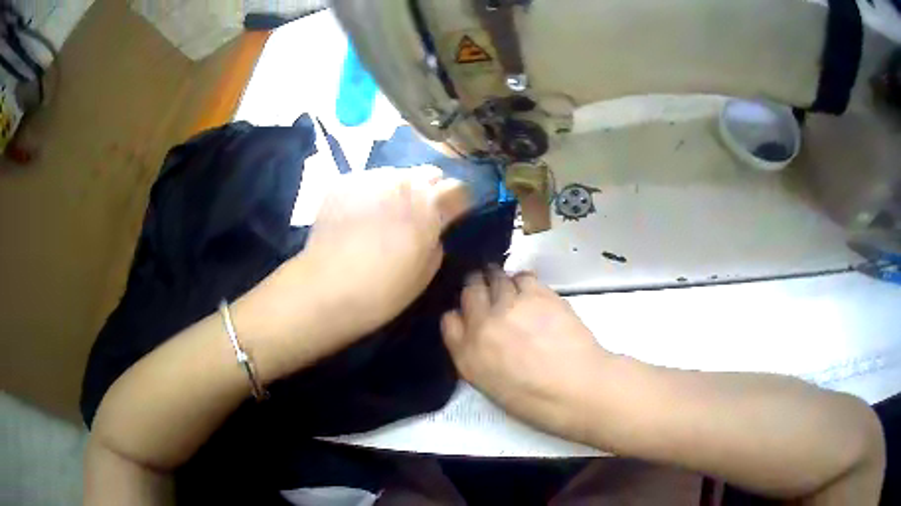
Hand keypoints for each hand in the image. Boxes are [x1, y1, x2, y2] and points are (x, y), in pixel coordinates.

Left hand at [298, 167, 470, 338]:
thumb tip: (433, 228)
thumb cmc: (382, 290)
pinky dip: (371, 194)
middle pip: (429, 173)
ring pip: (397, 175)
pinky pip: (368, 181)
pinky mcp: (344, 181)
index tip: (453, 217)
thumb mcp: (425, 273)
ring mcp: (371, 177)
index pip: (459, 189)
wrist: (324, 288)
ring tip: (384, 216)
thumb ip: (437, 240)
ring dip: (399, 191)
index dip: (459, 204)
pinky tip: (358, 217)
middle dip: (430, 191)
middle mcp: (403, 181)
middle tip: (419, 216)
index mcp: (429, 205)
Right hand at [442, 269, 609, 441]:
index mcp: (467, 355)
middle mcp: (482, 325)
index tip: (469, 313)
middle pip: (470, 290)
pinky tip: (530, 290)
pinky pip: (522, 276)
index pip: (449, 320)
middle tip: (486, 287)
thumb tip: (481, 335)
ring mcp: (509, 305)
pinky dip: (522, 280)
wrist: (578, 388)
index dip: (459, 314)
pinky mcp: (536, 294)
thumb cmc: (537, 400)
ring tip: (510, 287)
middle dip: (476, 286)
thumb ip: (477, 357)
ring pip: (496, 278)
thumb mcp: (491, 386)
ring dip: (499, 280)